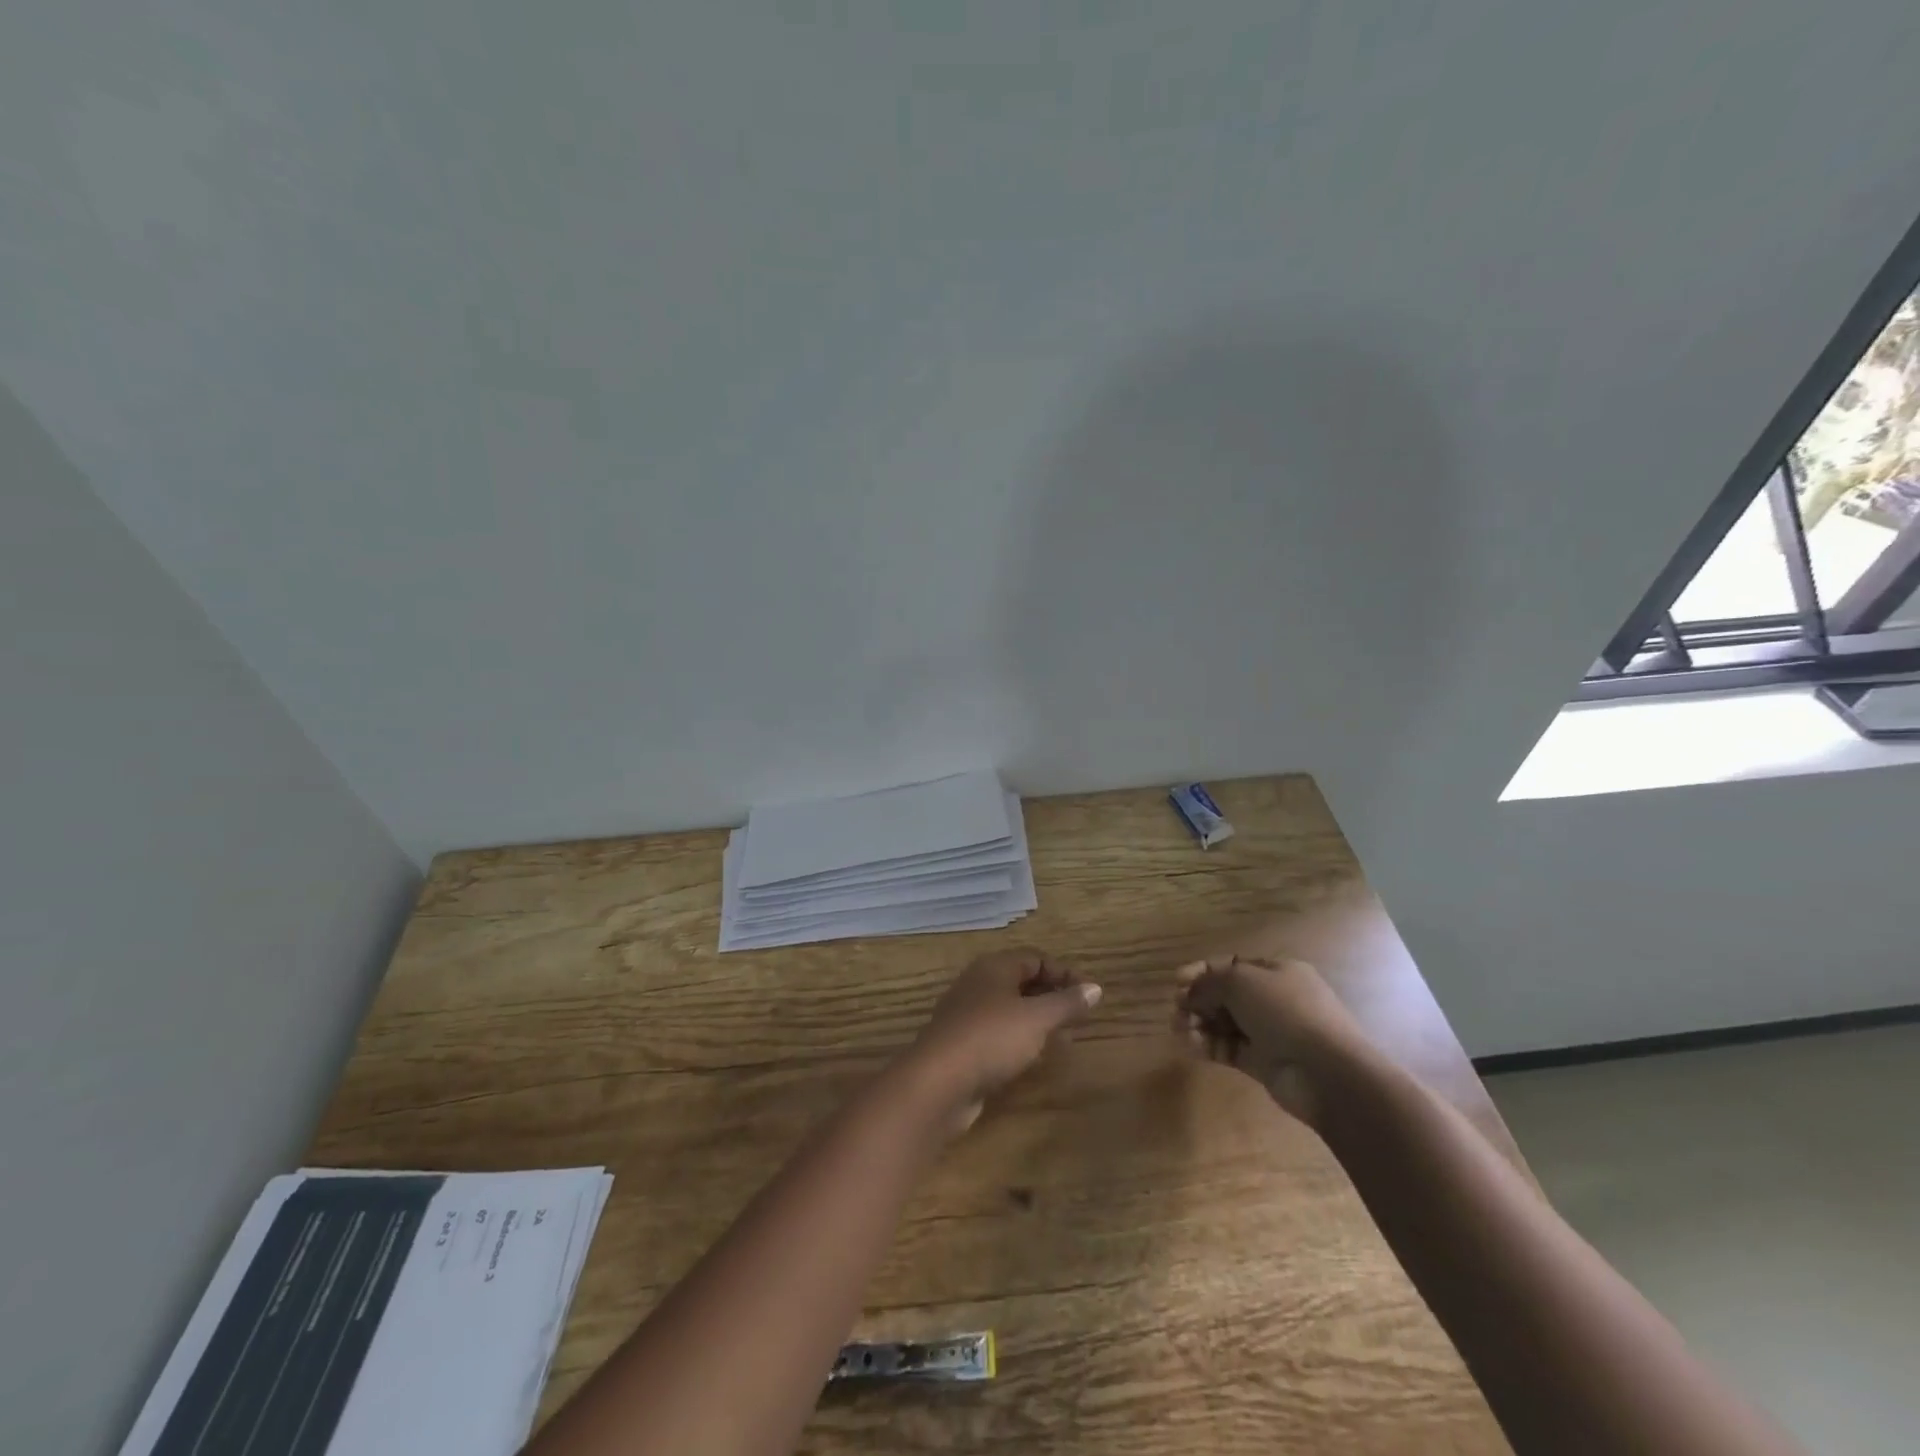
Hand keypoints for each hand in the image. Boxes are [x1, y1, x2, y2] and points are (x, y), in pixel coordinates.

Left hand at [904, 949, 1101, 1133]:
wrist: (937, 1082)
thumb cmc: (992, 1038)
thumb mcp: (1037, 1019)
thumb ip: (1067, 1003)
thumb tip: (1096, 987)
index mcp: (994, 967)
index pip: (1035, 958)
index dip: (1064, 973)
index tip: (1089, 996)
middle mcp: (978, 984)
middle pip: (1021, 981)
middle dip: (1051, 996)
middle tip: (1079, 1017)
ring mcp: (966, 1014)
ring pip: (1009, 1008)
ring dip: (1036, 1020)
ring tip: (1062, 1038)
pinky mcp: (961, 1044)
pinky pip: (997, 1033)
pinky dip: (1018, 1039)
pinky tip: (1032, 1058)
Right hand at [1173, 956, 1363, 1127]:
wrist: (1327, 1071)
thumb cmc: (1285, 1011)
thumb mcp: (1240, 981)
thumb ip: (1209, 983)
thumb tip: (1190, 993)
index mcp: (1276, 972)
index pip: (1232, 966)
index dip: (1202, 971)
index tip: (1176, 981)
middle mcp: (1273, 999)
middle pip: (1226, 995)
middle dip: (1198, 999)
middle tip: (1176, 1008)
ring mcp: (1270, 1033)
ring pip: (1225, 1023)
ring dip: (1199, 1023)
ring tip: (1178, 1028)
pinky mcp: (1263, 1063)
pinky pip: (1229, 1048)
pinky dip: (1208, 1045)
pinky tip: (1189, 1045)